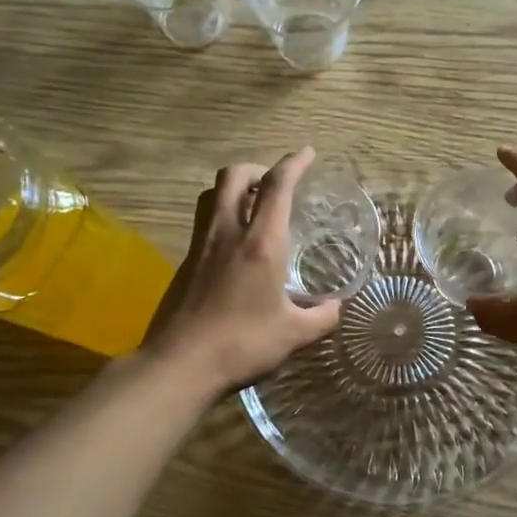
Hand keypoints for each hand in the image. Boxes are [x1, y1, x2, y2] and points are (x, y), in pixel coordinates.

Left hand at [143, 149, 343, 396]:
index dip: (294, 163)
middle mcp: (227, 233)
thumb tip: (336, 307)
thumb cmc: (243, 344)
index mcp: (260, 242)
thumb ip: (321, 317)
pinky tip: (235, 244)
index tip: (307, 153)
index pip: (277, 186)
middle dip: (257, 168)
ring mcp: (201, 245)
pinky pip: (204, 222)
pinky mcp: (185, 262)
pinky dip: (222, 216)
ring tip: (253, 205)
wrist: (181, 363)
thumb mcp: (294, 334)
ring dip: (234, 188)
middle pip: (234, 176)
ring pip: (212, 194)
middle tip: (275, 183)